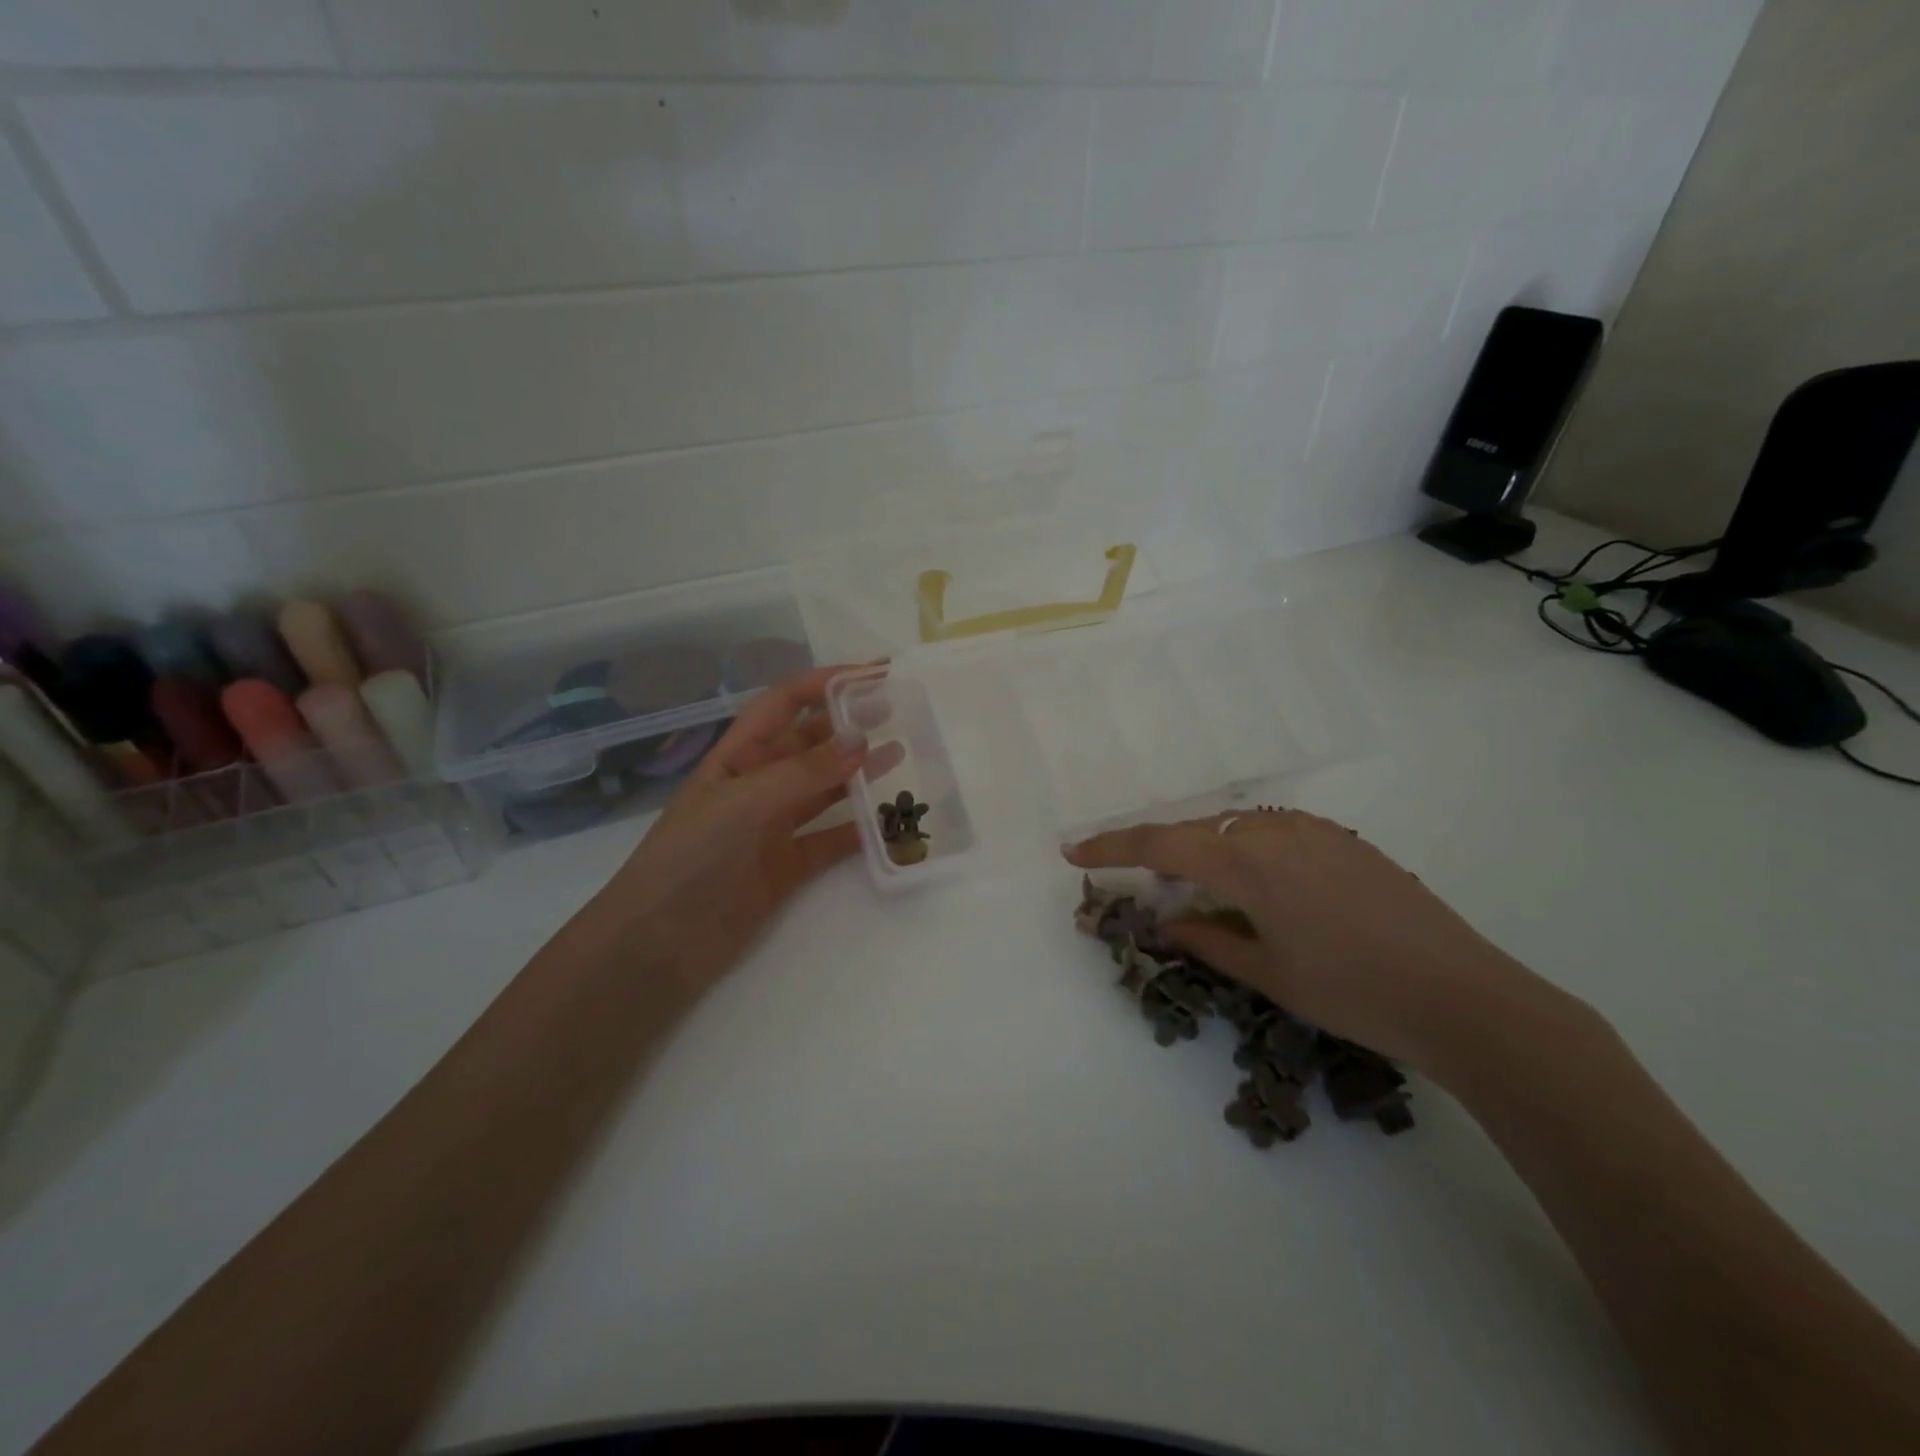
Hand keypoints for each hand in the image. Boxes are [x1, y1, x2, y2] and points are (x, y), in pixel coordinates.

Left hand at [591, 666, 895, 993]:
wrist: (659, 946)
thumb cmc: (690, 859)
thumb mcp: (744, 804)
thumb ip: (804, 773)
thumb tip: (862, 738)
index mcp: (736, 757)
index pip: (784, 704)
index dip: (826, 684)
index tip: (873, 674)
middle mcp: (757, 785)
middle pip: (809, 743)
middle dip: (848, 724)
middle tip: (897, 712)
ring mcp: (773, 827)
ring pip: (825, 789)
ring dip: (859, 771)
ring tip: (900, 754)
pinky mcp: (788, 867)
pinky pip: (832, 840)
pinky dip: (860, 829)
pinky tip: (889, 820)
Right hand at [1065, 809, 1551, 1073]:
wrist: (1465, 997)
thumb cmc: (1353, 992)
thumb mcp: (1267, 972)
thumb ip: (1207, 937)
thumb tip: (1167, 921)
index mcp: (1248, 861)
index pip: (1161, 843)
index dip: (1112, 845)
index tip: (1072, 851)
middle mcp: (1275, 830)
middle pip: (1196, 828)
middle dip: (1160, 852)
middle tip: (1144, 885)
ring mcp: (1314, 831)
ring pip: (1235, 826)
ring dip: (1204, 850)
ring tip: (1197, 889)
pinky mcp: (1343, 840)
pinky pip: (1272, 832)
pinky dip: (1243, 850)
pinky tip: (1254, 886)